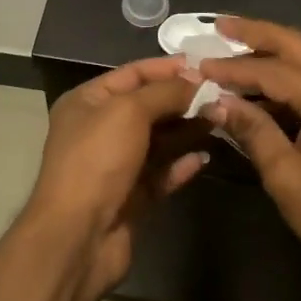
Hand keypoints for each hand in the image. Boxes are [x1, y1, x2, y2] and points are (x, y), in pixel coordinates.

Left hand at [25, 57, 211, 298]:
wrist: (78, 235)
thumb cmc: (97, 160)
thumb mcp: (129, 111)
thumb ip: (164, 92)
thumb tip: (196, 79)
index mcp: (88, 102)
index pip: (132, 74)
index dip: (167, 68)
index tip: (205, 65)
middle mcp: (99, 129)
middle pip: (148, 107)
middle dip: (182, 100)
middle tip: (221, 95)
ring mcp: (115, 165)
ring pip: (158, 140)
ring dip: (187, 130)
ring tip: (221, 120)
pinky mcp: (131, 197)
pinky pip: (161, 173)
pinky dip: (181, 164)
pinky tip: (204, 158)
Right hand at [194, 18, 300, 285]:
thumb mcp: (286, 176)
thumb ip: (252, 130)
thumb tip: (215, 101)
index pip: (274, 71)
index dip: (232, 68)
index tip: (197, 64)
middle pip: (297, 44)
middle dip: (255, 33)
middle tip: (218, 25)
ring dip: (272, 51)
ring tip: (232, 47)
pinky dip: (289, 74)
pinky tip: (262, 82)